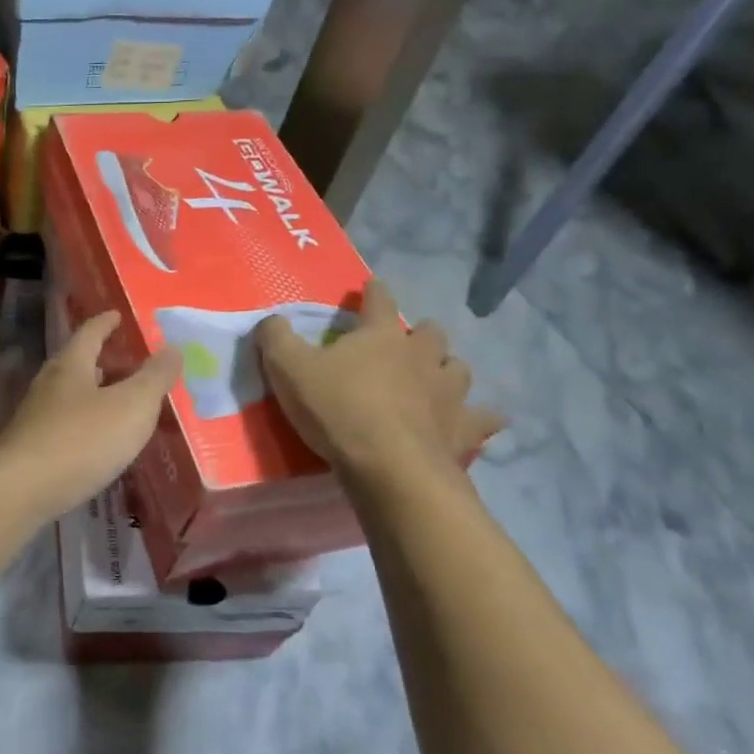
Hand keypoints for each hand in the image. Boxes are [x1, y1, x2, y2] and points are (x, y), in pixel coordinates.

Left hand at [0, 312, 181, 525]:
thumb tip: (171, 349)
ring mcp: (35, 418)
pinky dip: (85, 425)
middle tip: (125, 360)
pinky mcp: (31, 449)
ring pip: (69, 396)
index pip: (89, 333)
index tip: (116, 315)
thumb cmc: (81, 440)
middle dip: (100, 360)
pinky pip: (65, 426)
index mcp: (71, 366)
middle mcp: (49, 385)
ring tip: (117, 400)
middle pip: (76, 363)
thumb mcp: (131, 406)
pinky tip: (98, 441)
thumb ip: (154, 378)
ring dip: (92, 394)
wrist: (20, 491)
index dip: (105, 323)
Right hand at [257, 279, 500, 488]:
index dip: (373, 292)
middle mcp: (422, 355)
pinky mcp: (463, 428)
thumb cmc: (337, 409)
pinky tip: (475, 422)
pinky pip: (482, 418)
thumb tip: (271, 320)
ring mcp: (448, 392)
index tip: (371, 288)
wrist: (388, 465)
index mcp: (381, 335)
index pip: (380, 300)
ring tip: (434, 381)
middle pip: (430, 332)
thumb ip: (276, 338)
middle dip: (418, 335)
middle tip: (402, 348)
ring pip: (459, 368)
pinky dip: (478, 418)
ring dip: (447, 370)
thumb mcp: (288, 369)